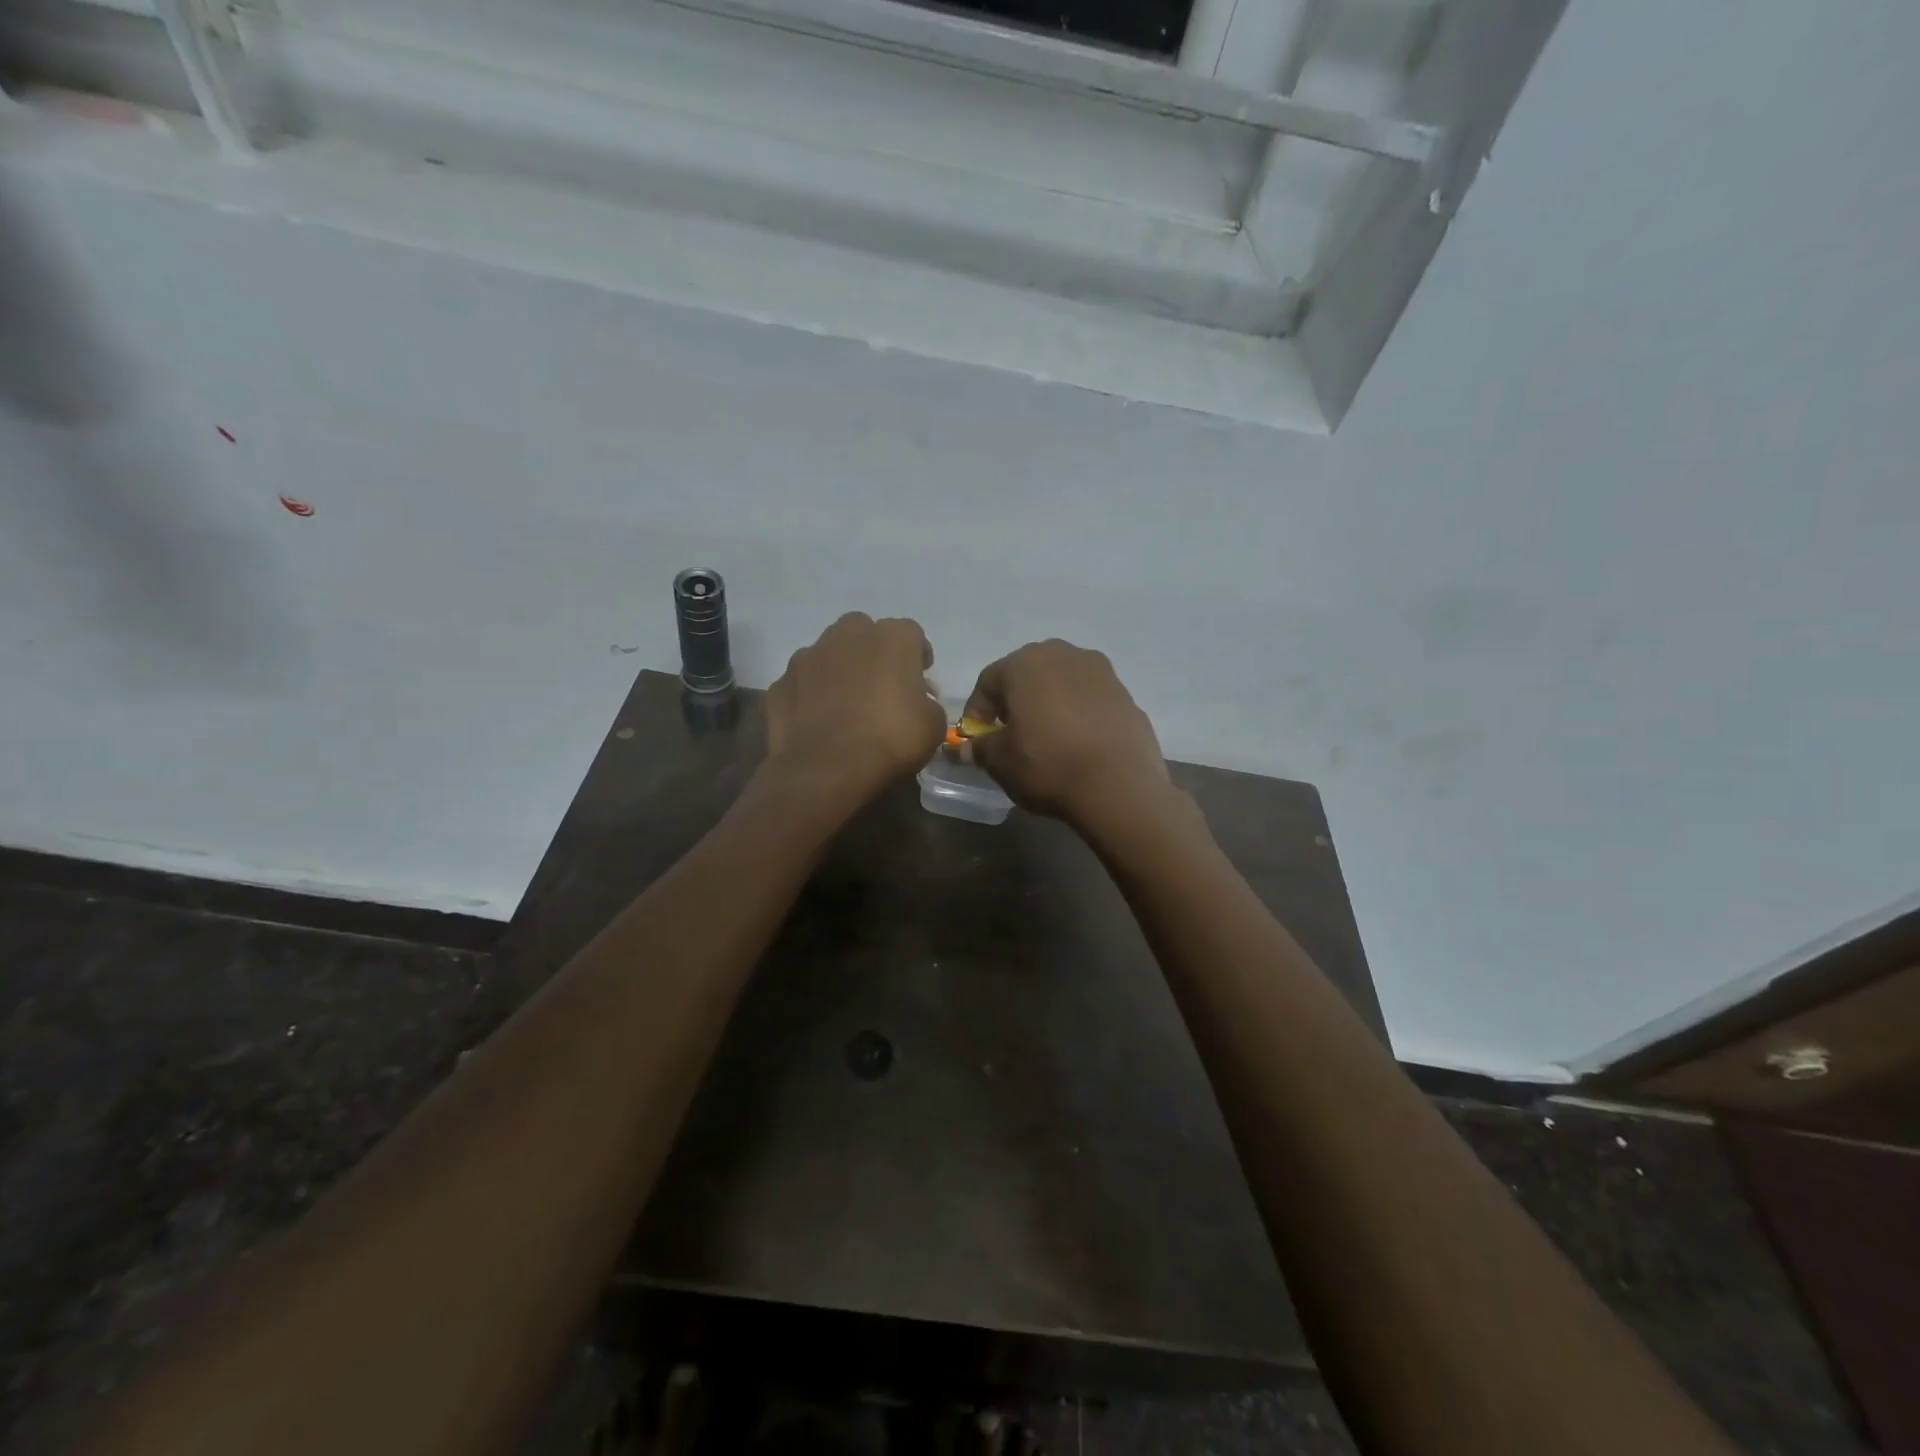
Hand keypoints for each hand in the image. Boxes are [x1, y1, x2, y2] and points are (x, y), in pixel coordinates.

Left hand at [765, 613, 945, 809]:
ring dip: (838, 669)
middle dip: (872, 651)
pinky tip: (817, 720)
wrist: (827, 768)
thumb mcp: (932, 725)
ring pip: (827, 653)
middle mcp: (847, 636)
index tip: (920, 677)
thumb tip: (918, 702)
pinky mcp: (781, 683)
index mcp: (891, 639)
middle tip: (880, 683)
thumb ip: (927, 703)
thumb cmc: (889, 740)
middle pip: (863, 631)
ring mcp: (807, 657)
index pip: (911, 633)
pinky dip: (809, 695)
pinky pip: (801, 683)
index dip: (917, 654)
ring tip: (844, 702)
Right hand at [963, 640, 1172, 829]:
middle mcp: (1063, 654)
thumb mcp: (1001, 762)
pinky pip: (1089, 699)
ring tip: (1047, 739)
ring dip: (1048, 704)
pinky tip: (1078, 743)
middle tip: (1011, 735)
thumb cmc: (1048, 765)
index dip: (977, 712)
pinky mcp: (1126, 693)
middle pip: (1026, 675)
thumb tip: (965, 749)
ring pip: (1061, 683)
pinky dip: (1078, 714)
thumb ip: (980, 749)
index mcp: (1025, 663)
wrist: (1120, 786)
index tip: (977, 740)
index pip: (988, 682)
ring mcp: (1100, 671)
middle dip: (1014, 702)